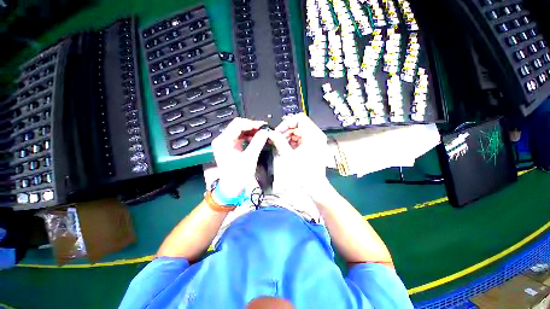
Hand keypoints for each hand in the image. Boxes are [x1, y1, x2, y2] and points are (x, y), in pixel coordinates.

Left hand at [211, 118, 268, 197]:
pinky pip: (239, 136)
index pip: (237, 125)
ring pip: (239, 130)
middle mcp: (222, 139)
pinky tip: (256, 137)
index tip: (263, 126)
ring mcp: (225, 142)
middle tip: (263, 129)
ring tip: (261, 133)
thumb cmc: (239, 176)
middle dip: (251, 126)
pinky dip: (248, 136)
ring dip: (250, 130)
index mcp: (223, 142)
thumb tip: (265, 131)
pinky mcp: (229, 146)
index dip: (251, 123)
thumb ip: (257, 143)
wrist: (231, 188)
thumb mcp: (250, 159)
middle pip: (237, 126)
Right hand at [268, 113, 329, 194]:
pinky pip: (301, 139)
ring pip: (299, 132)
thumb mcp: (288, 155)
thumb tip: (271, 133)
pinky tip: (286, 148)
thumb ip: (279, 141)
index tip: (278, 131)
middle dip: (286, 131)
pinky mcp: (313, 147)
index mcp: (313, 135)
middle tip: (277, 139)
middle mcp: (316, 136)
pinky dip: (293, 142)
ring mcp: (315, 141)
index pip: (299, 119)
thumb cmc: (303, 173)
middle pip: (299, 125)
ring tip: (280, 145)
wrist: (314, 187)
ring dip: (288, 136)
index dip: (286, 123)